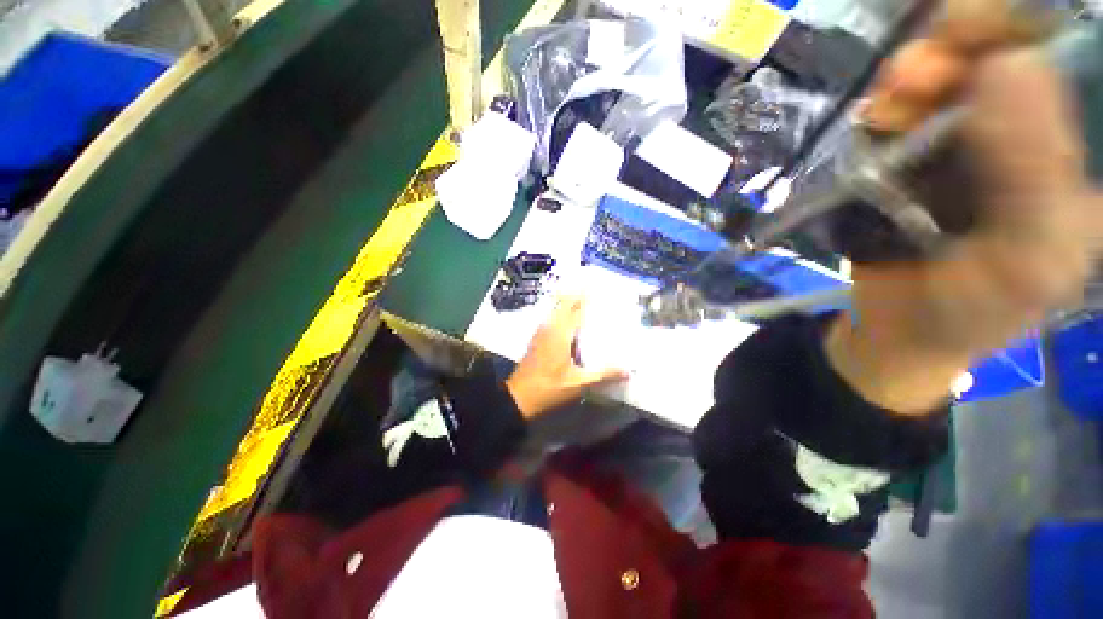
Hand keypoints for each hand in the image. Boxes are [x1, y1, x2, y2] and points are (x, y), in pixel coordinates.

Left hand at [505, 296, 628, 417]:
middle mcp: (550, 327)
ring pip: (555, 309)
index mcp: (560, 333)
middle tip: (591, 287)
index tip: (597, 286)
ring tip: (582, 298)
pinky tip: (567, 319)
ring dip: (567, 301)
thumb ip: (603, 375)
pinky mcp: (537, 339)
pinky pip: (551, 318)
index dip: (586, 297)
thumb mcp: (578, 383)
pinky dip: (560, 312)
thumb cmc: (549, 388)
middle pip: (563, 303)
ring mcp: (541, 332)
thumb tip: (628, 370)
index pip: (576, 309)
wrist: (518, 397)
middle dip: (576, 294)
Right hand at [828, 10, 1101, 413]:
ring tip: (896, 97)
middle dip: (969, 38)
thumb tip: (1005, 68)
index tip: (990, 27)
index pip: (1076, 58)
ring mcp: (971, 136)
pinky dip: (888, 102)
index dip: (1032, 26)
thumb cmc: (978, 308)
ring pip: (952, 67)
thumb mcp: (1027, 256)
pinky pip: (903, 105)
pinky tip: (881, 116)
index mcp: (1081, 152)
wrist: (903, 327)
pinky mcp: (916, 152)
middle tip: (931, 60)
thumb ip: (1032, 176)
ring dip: (919, 70)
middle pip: (1008, 46)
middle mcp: (1031, 129)